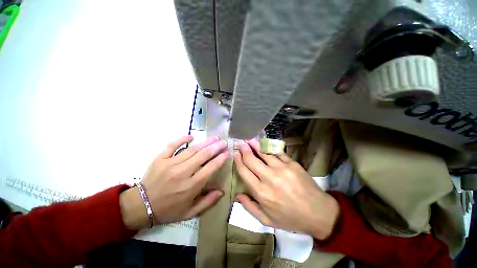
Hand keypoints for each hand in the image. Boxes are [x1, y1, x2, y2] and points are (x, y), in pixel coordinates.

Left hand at [120, 135, 228, 229]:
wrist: (141, 206)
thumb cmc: (168, 210)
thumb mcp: (190, 213)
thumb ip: (207, 202)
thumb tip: (221, 191)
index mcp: (191, 186)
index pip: (210, 168)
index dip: (221, 159)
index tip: (227, 153)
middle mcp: (182, 173)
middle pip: (203, 155)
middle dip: (216, 147)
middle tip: (223, 142)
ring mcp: (170, 164)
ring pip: (192, 150)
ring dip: (205, 142)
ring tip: (215, 138)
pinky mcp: (160, 159)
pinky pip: (172, 145)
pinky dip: (182, 139)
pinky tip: (191, 136)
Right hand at [234, 139, 338, 239]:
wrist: (318, 213)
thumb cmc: (290, 218)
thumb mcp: (267, 220)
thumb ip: (250, 207)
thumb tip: (238, 195)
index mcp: (261, 192)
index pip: (244, 171)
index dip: (238, 161)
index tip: (236, 154)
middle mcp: (269, 178)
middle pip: (251, 160)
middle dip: (244, 150)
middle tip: (240, 143)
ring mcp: (281, 168)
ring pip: (263, 153)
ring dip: (255, 145)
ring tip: (249, 139)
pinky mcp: (292, 163)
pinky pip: (277, 152)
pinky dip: (269, 147)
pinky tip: (265, 143)